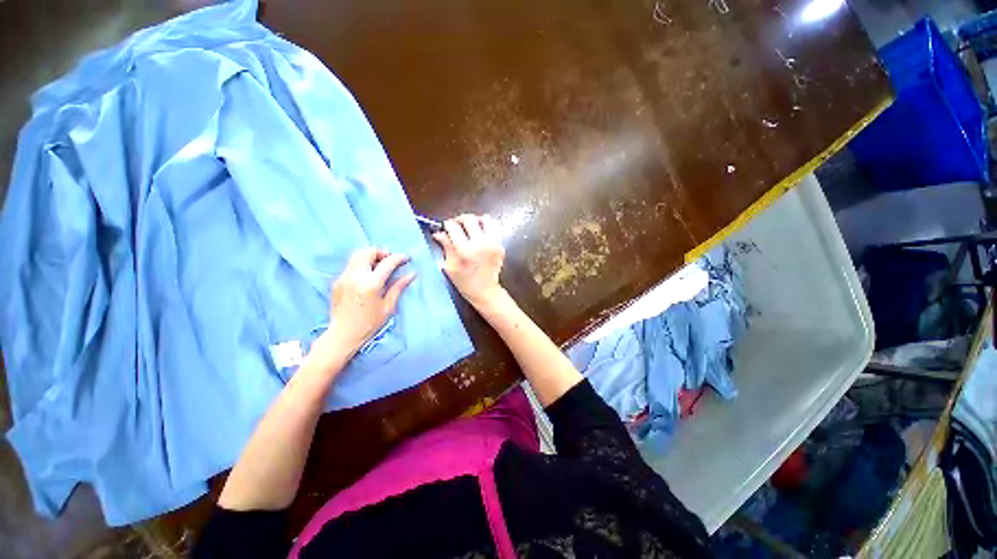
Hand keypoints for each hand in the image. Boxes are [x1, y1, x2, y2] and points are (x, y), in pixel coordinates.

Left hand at [325, 248, 414, 355]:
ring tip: (379, 265)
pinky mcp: (338, 281)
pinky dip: (362, 264)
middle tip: (390, 259)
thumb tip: (411, 275)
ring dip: (370, 256)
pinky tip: (368, 275)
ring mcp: (344, 278)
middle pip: (367, 252)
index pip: (387, 263)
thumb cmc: (369, 323)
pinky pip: (351, 266)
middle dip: (381, 252)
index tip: (406, 258)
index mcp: (371, 284)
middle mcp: (356, 277)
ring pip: (357, 256)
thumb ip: (398, 287)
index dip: (398, 258)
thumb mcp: (388, 306)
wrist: (343, 334)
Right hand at [433, 214, 506, 308]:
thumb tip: (438, 232)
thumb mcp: (450, 266)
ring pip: (484, 220)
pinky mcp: (500, 246)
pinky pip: (492, 230)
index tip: (446, 228)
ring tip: (470, 229)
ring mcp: (492, 243)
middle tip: (457, 226)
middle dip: (460, 220)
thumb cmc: (465, 282)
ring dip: (475, 221)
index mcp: (464, 249)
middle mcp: (480, 243)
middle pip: (469, 218)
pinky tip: (479, 238)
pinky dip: (484, 230)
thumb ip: (446, 247)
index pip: (453, 226)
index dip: (448, 225)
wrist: (486, 291)